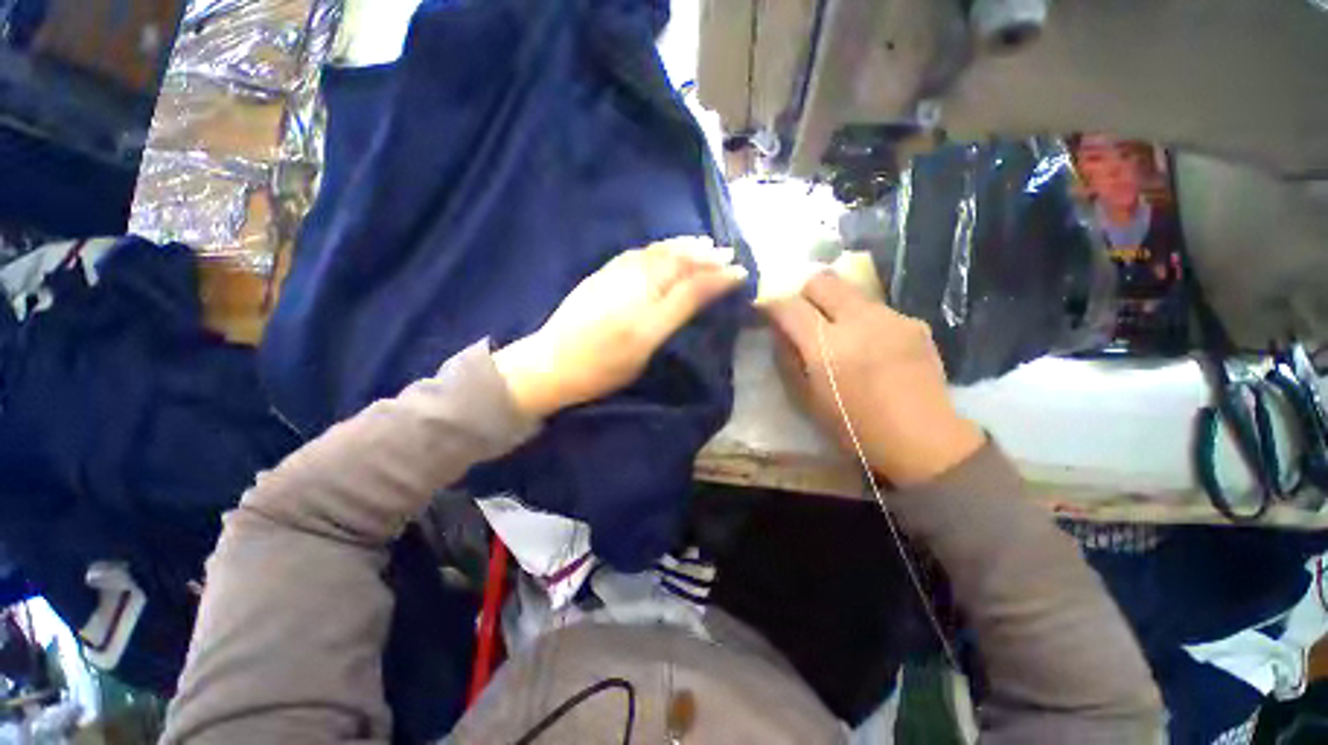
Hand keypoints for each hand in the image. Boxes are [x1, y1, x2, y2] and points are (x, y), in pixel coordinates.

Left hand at [494, 237, 747, 417]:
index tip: (740, 272)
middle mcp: (634, 291)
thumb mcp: (643, 356)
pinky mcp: (602, 274)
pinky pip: (638, 253)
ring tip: (704, 243)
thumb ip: (671, 325)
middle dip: (705, 256)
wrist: (551, 363)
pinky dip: (659, 247)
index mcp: (648, 319)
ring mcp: (616, 278)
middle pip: (676, 264)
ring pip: (658, 254)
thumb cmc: (601, 371)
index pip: (691, 289)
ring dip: (684, 246)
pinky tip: (666, 247)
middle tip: (727, 253)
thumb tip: (695, 301)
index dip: (718, 278)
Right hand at [760, 272, 983, 486]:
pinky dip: (863, 319)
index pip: (789, 306)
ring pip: (851, 291)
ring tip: (840, 332)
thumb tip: (779, 331)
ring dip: (836, 305)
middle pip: (822, 280)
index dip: (772, 304)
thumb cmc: (854, 426)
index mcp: (826, 347)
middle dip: (805, 291)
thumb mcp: (807, 397)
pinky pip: (877, 309)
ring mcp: (890, 318)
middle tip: (803, 313)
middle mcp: (858, 322)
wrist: (922, 439)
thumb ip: (788, 358)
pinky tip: (871, 344)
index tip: (767, 309)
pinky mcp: (913, 322)